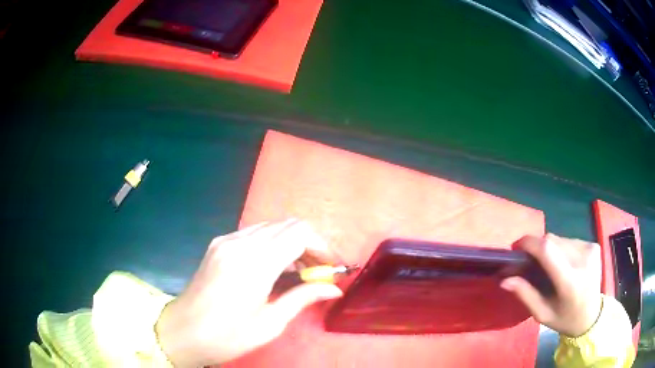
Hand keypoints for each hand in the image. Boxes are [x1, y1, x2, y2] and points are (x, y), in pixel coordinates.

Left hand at [155, 219, 343, 366]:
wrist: (182, 331)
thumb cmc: (227, 335)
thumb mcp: (270, 323)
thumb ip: (302, 297)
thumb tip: (333, 288)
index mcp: (254, 263)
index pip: (300, 233)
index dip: (323, 247)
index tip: (332, 268)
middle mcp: (240, 242)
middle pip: (288, 225)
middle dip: (311, 244)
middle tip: (319, 271)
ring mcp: (226, 240)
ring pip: (272, 227)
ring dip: (293, 242)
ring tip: (300, 271)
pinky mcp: (219, 243)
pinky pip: (254, 233)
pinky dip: (273, 243)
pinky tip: (275, 266)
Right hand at [501, 233, 601, 336]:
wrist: (591, 315)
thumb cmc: (565, 319)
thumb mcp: (542, 314)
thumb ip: (525, 294)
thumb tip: (505, 279)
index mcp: (570, 281)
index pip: (548, 250)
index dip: (530, 243)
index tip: (516, 246)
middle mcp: (583, 259)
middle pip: (553, 240)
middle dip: (537, 247)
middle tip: (529, 261)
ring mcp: (590, 249)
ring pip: (561, 239)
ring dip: (549, 248)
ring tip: (547, 265)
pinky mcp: (594, 245)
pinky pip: (570, 240)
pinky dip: (561, 248)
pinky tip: (562, 262)